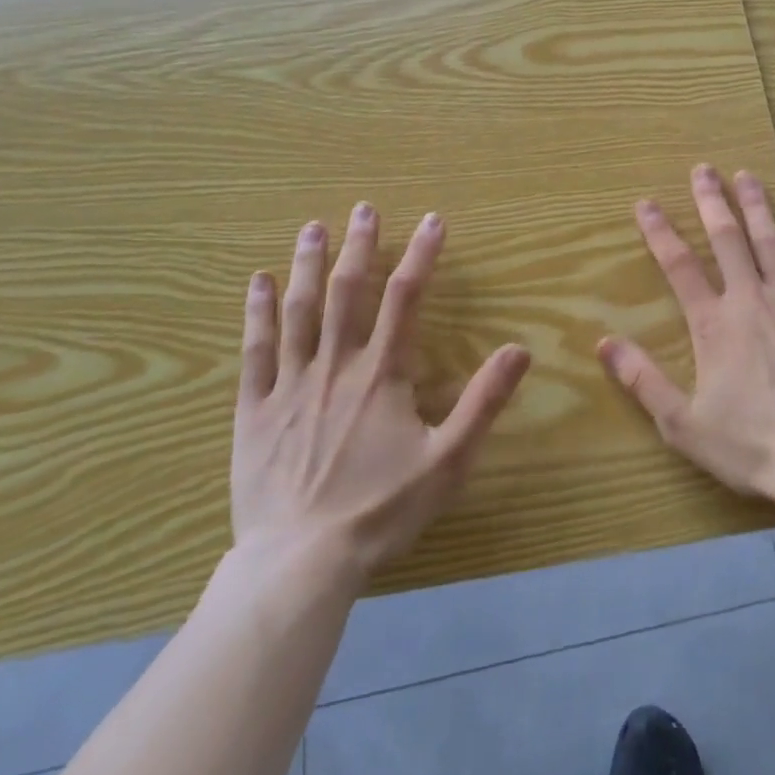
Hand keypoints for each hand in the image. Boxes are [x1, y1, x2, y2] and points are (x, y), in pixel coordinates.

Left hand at [231, 203, 531, 588]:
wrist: (299, 565)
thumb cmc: (379, 512)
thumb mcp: (447, 461)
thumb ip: (483, 402)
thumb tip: (520, 349)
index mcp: (381, 375)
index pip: (405, 298)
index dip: (420, 255)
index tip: (432, 221)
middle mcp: (335, 366)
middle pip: (348, 292)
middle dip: (359, 246)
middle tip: (364, 209)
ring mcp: (290, 385)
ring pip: (299, 311)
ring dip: (308, 265)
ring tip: (313, 227)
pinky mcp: (254, 410)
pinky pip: (255, 351)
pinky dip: (257, 312)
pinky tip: (259, 282)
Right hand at [598, 165, 774, 503]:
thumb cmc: (750, 445)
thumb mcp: (682, 423)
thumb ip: (643, 380)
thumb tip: (604, 343)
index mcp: (713, 324)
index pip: (679, 266)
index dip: (660, 231)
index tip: (647, 203)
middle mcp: (751, 300)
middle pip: (727, 239)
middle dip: (712, 201)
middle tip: (703, 169)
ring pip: (771, 241)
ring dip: (756, 206)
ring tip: (746, 175)